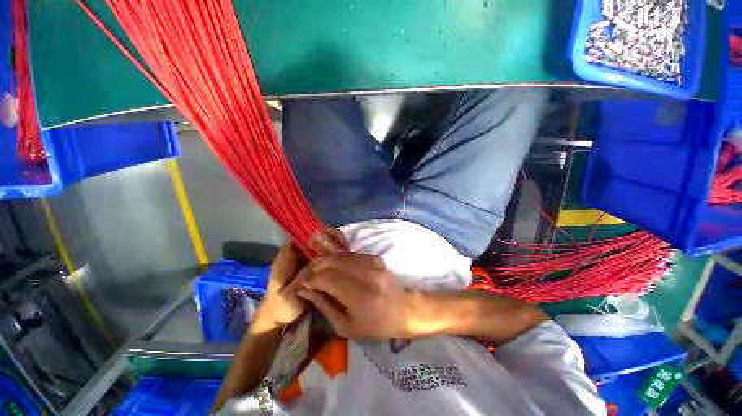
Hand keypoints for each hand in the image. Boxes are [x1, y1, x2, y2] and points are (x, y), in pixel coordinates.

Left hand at [253, 228, 349, 331]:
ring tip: (346, 249)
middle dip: (329, 237)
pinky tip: (343, 257)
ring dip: (333, 244)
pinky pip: (323, 254)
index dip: (316, 230)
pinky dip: (332, 253)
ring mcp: (304, 259)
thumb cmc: (280, 307)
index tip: (332, 235)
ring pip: (320, 244)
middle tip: (344, 244)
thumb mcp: (290, 293)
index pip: (301, 233)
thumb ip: (304, 275)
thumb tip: (322, 258)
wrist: (277, 319)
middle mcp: (296, 253)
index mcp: (287, 255)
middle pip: (314, 236)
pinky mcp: (311, 265)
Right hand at [296, 252, 416, 338]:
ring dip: (325, 262)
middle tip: (308, 277)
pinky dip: (337, 259)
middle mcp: (367, 274)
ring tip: (318, 273)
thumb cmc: (375, 324)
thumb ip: (324, 306)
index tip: (303, 285)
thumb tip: (305, 289)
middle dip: (315, 268)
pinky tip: (334, 269)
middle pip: (332, 262)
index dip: (311, 279)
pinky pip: (349, 254)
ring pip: (339, 255)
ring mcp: (372, 262)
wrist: (404, 308)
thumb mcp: (345, 326)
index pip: (327, 278)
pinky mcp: (375, 256)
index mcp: (360, 296)